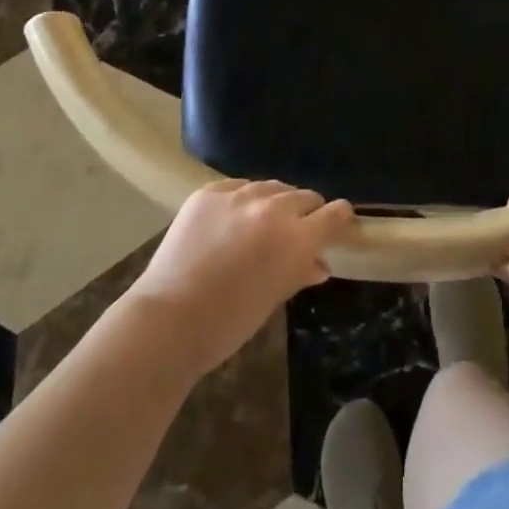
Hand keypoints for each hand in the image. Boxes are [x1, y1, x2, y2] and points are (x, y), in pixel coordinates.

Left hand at [126, 180, 352, 378]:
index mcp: (295, 238)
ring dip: (275, 202)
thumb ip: (300, 272)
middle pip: (304, 196)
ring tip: (264, 222)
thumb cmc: (229, 322)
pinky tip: (234, 218)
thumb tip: (320, 264)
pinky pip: (238, 186)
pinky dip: (243, 200)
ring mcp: (239, 195)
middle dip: (307, 211)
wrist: (169, 319)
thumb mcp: (273, 298)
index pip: (333, 214)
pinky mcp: (209, 192)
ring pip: (271, 186)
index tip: (339, 223)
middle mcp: (272, 208)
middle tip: (299, 229)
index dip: (339, 218)